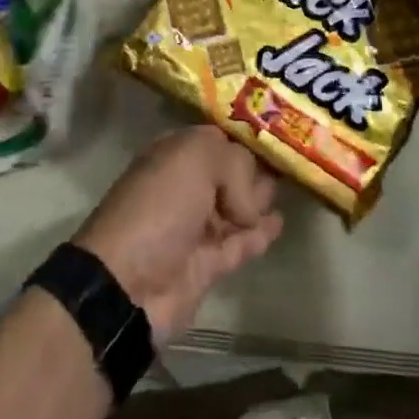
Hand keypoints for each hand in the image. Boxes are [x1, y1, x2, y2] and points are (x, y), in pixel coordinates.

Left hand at [71, 125, 282, 341]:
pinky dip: (260, 233)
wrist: (128, 283)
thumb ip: (235, 164)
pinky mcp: (207, 265)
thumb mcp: (195, 159)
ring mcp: (196, 226)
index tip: (277, 135)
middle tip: (290, 160)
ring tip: (290, 186)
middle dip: (256, 165)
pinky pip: (241, 243)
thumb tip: (251, 202)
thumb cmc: (159, 206)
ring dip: (260, 197)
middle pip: (230, 171)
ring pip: (238, 206)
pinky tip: (279, 221)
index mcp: (176, 153)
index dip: (245, 136)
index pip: (218, 138)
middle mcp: (186, 185)